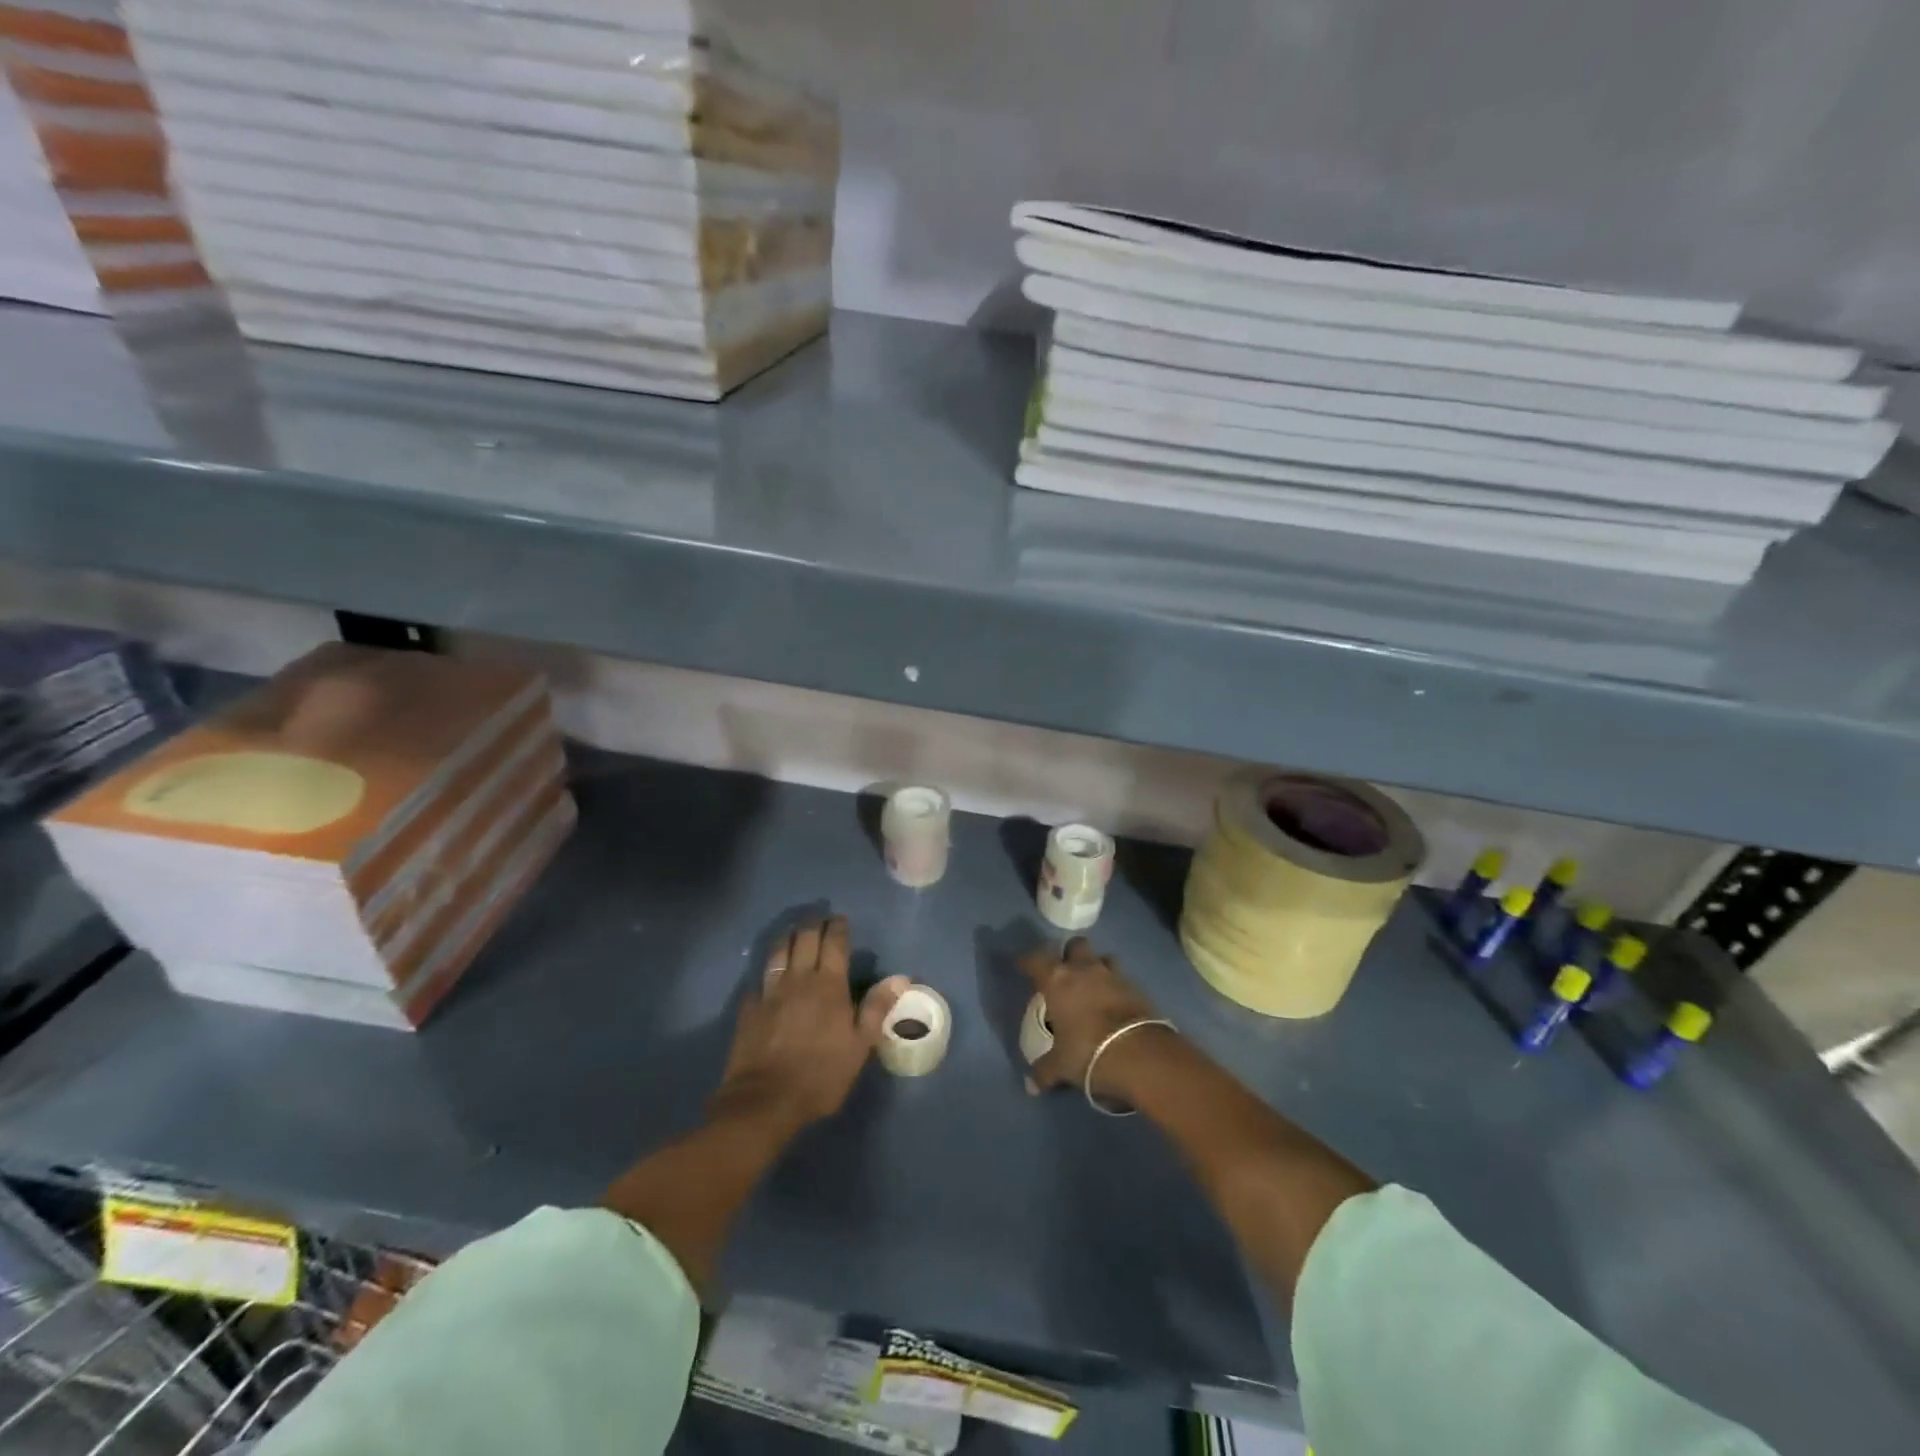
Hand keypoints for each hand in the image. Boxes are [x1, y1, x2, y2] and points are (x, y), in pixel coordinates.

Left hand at [712, 916, 905, 1131]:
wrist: (765, 1101)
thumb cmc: (821, 1075)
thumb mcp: (859, 1046)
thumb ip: (877, 1008)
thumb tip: (901, 977)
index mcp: (829, 985)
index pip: (834, 944)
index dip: (838, 928)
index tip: (840, 919)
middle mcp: (799, 979)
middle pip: (804, 939)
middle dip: (812, 924)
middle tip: (818, 918)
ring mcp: (770, 992)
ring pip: (778, 952)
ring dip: (787, 937)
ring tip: (792, 931)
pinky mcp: (749, 1008)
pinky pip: (759, 980)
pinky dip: (766, 971)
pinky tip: (767, 975)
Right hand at [1019, 937, 1176, 1100]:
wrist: (1141, 1055)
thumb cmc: (1088, 1051)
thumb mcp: (1061, 1065)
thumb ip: (1044, 1070)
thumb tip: (1030, 1086)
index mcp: (1057, 980)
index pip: (1035, 960)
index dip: (1027, 962)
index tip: (1022, 966)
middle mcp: (1084, 969)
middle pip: (1075, 945)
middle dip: (1070, 955)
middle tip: (1065, 974)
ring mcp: (1113, 975)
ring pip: (1103, 958)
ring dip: (1097, 967)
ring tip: (1093, 987)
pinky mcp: (1137, 988)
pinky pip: (1122, 979)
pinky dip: (1116, 987)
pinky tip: (1114, 1005)